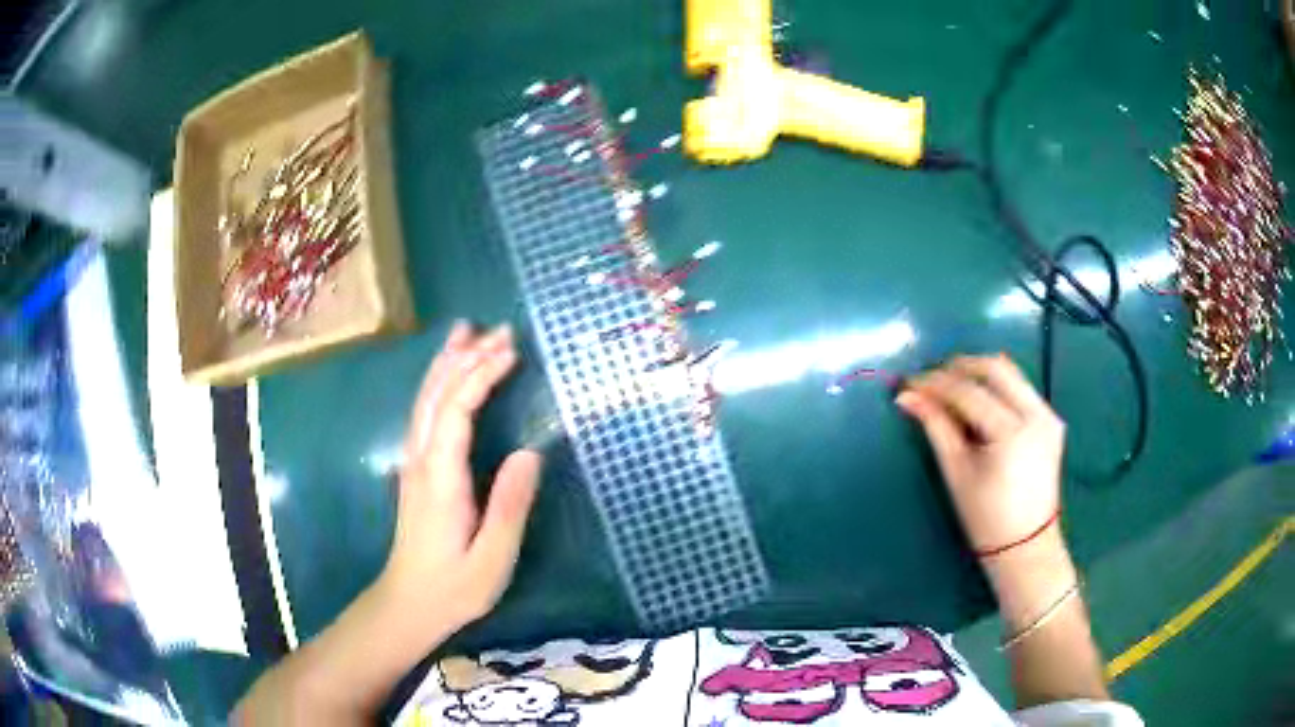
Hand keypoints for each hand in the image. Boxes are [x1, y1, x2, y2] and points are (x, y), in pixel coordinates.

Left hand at [379, 321, 542, 632]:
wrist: (409, 604)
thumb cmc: (455, 587)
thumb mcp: (492, 558)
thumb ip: (510, 506)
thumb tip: (531, 453)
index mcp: (440, 478)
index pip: (457, 411)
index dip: (482, 375)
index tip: (512, 351)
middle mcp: (420, 460)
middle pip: (437, 395)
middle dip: (466, 357)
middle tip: (500, 329)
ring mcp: (413, 463)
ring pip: (425, 400)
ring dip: (447, 364)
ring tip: (467, 332)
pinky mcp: (415, 471)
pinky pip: (425, 413)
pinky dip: (439, 384)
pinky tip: (449, 376)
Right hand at [895, 354, 1063, 553]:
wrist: (1027, 547)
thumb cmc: (986, 519)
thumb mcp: (957, 473)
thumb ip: (936, 428)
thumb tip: (906, 397)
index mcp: (1012, 433)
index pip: (968, 393)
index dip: (936, 384)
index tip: (909, 383)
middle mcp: (1036, 415)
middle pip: (996, 368)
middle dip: (960, 367)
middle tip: (931, 378)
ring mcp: (1048, 415)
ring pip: (1011, 373)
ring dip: (979, 374)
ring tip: (951, 387)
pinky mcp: (1052, 420)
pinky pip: (1021, 389)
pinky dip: (996, 388)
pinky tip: (978, 403)